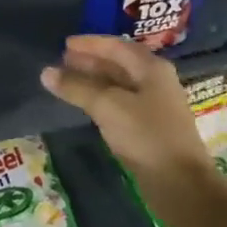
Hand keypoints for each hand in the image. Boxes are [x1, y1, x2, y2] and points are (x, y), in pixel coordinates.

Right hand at [41, 36, 206, 181]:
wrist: (180, 183)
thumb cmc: (145, 135)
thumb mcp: (107, 106)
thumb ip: (76, 87)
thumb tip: (46, 72)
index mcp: (151, 68)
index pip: (116, 46)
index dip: (89, 44)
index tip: (64, 44)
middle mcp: (155, 81)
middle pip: (118, 64)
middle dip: (90, 61)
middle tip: (62, 61)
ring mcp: (154, 105)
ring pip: (119, 84)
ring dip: (93, 80)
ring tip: (68, 81)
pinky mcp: (149, 127)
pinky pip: (120, 103)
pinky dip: (101, 99)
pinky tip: (86, 104)